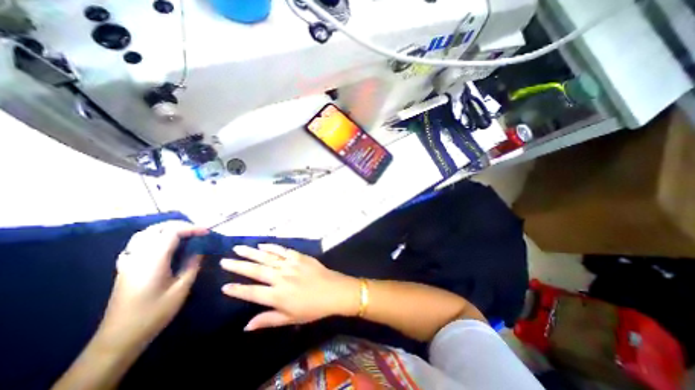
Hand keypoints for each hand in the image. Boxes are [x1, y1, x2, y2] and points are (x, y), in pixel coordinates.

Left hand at [97, 221, 207, 351]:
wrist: (119, 338)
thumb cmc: (154, 313)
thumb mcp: (181, 289)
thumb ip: (192, 265)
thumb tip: (199, 250)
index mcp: (153, 261)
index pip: (172, 233)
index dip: (191, 228)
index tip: (207, 232)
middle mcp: (138, 256)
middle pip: (157, 229)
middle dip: (180, 225)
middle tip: (197, 231)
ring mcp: (129, 262)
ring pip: (145, 234)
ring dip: (167, 229)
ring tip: (184, 234)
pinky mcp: (125, 268)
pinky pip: (138, 244)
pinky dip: (154, 237)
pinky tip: (163, 245)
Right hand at [221, 245, 360, 329]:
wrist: (334, 291)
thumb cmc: (313, 308)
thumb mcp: (290, 319)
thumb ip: (268, 320)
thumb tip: (245, 326)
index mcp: (277, 296)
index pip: (251, 292)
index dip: (237, 290)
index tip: (224, 286)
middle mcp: (280, 278)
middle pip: (256, 271)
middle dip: (238, 266)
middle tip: (224, 260)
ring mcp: (290, 265)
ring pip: (267, 257)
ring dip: (251, 252)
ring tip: (238, 248)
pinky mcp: (299, 256)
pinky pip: (283, 250)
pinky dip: (272, 246)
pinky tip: (262, 244)